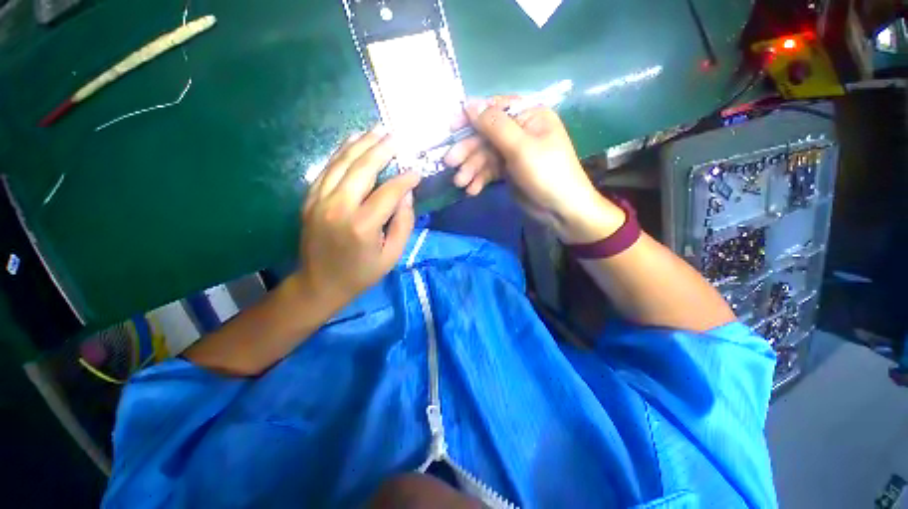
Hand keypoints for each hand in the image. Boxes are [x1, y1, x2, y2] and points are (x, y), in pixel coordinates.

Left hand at [298, 125, 420, 310]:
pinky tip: (353, 140)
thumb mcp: (392, 255)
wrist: (320, 284)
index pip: (388, 192)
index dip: (405, 180)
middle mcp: (338, 208)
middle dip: (381, 150)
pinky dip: (341, 152)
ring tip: (377, 130)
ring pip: (342, 163)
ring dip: (361, 144)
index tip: (416, 172)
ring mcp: (319, 201)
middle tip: (396, 137)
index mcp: (363, 226)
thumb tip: (406, 195)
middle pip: (362, 169)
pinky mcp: (310, 199)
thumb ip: (403, 223)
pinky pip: (327, 169)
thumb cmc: (361, 273)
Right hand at [466, 101, 623, 242]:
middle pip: (486, 135)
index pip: (495, 109)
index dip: (471, 117)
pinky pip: (489, 171)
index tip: (451, 127)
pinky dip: (480, 179)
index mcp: (529, 116)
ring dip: (471, 168)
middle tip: (450, 163)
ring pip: (485, 155)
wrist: (560, 209)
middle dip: (468, 150)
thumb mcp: (520, 147)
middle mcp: (520, 131)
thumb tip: (470, 103)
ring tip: (460, 183)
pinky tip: (472, 190)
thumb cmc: (546, 173)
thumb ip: (494, 125)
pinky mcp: (509, 171)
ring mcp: (513, 153)